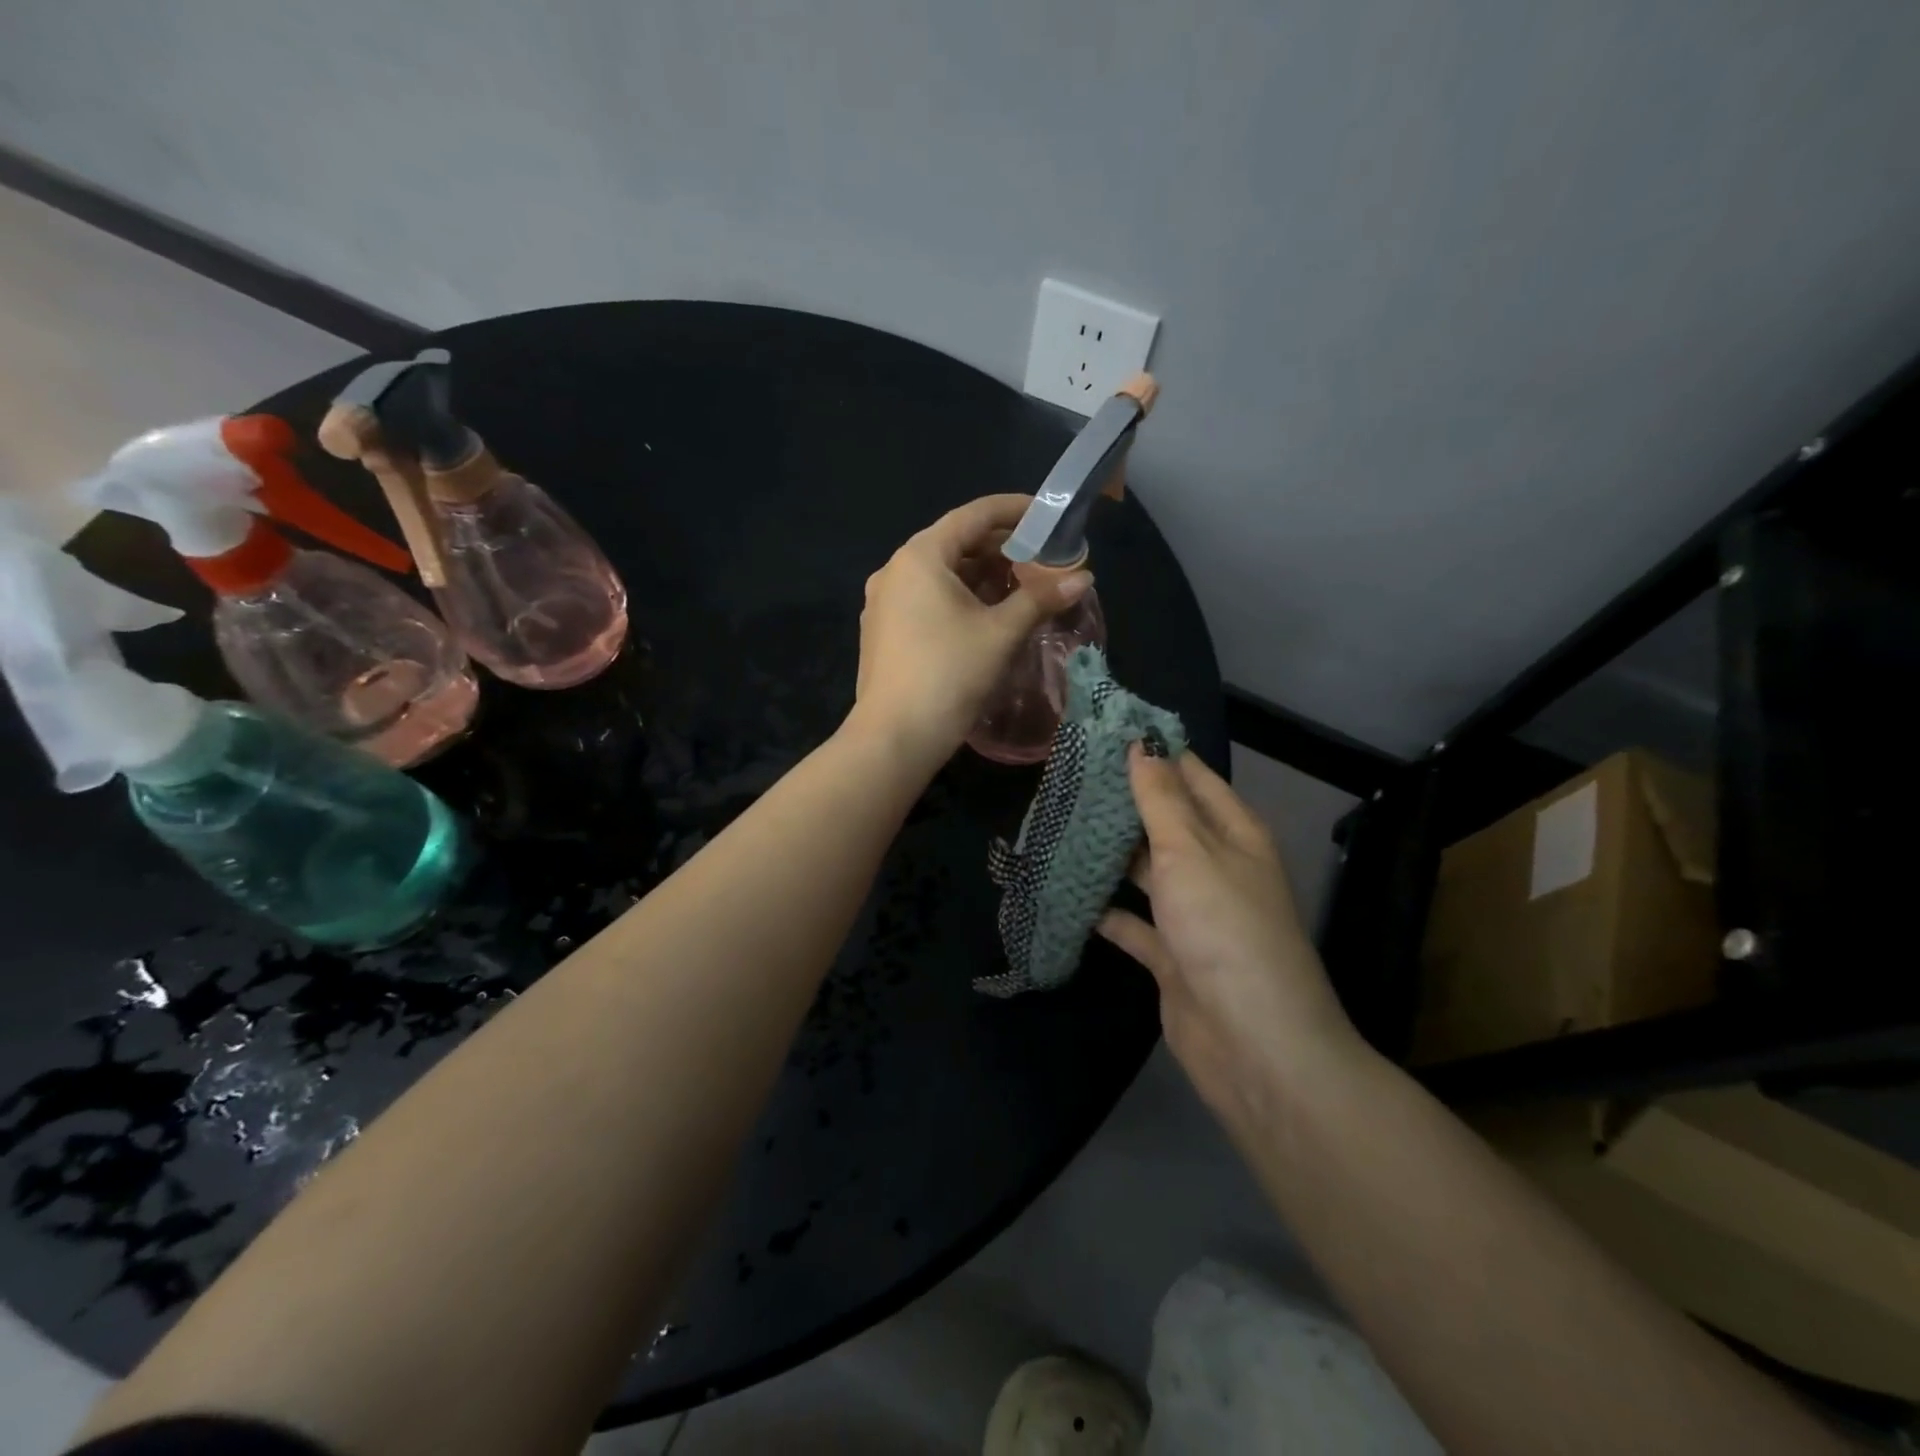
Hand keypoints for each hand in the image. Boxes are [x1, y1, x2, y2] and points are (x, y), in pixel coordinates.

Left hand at [850, 494, 1091, 765]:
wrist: (895, 737)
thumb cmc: (949, 675)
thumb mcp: (1001, 633)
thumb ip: (1040, 598)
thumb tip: (1082, 577)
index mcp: (920, 557)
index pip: (974, 515)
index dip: (1015, 510)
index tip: (1048, 514)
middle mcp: (895, 570)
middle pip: (956, 543)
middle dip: (1002, 548)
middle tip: (1043, 559)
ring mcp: (884, 602)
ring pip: (942, 574)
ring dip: (982, 576)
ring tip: (1022, 587)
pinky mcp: (884, 631)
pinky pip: (927, 599)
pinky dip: (960, 598)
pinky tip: (987, 616)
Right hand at [1097, 746, 1365, 1132]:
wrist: (1253, 1044)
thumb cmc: (1224, 929)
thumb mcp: (1190, 851)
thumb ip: (1161, 799)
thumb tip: (1142, 742)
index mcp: (1233, 833)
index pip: (1190, 775)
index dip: (1152, 751)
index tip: (1101, 730)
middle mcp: (1215, 866)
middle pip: (1164, 821)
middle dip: (1121, 800)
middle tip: (1064, 776)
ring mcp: (1193, 912)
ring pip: (1145, 870)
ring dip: (1108, 853)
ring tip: (1056, 824)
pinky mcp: (1171, 955)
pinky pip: (1132, 922)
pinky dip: (1104, 911)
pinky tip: (1066, 893)